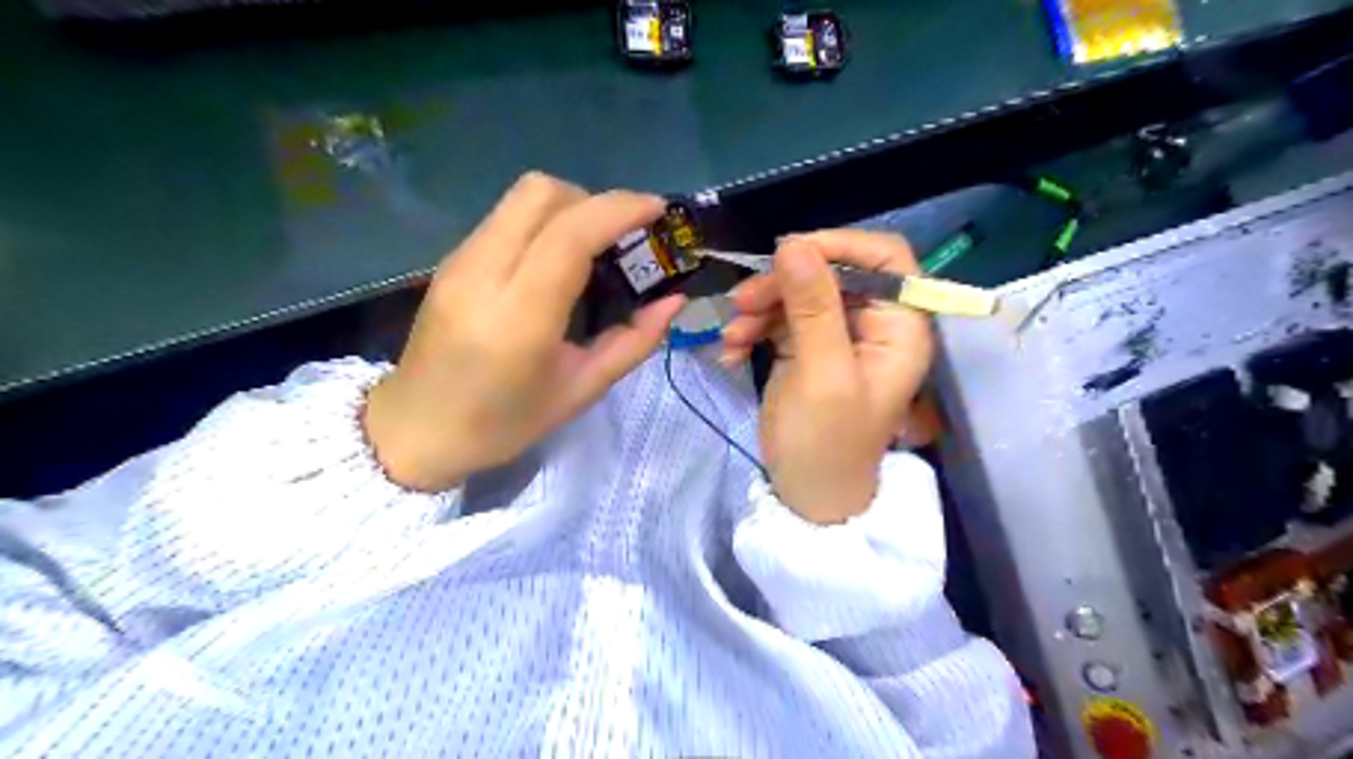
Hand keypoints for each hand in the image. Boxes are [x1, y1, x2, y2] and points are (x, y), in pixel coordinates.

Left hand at [365, 171, 688, 491]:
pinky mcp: (451, 260)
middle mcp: (483, 274)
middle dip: (594, 201)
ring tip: (594, 247)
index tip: (657, 210)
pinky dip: (544, 222)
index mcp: (519, 317)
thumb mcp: (580, 391)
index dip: (619, 209)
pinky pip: (505, 218)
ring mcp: (459, 262)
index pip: (570, 234)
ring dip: (569, 207)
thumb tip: (674, 301)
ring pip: (521, 198)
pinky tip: (557, 261)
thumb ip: (633, 342)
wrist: (416, 431)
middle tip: (622, 237)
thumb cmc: (503, 423)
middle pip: (541, 193)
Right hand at [724, 233, 937, 525]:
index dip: (840, 245)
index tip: (788, 253)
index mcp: (899, 326)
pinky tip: (731, 351)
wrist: (806, 496)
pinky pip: (779, 318)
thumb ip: (812, 307)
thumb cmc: (826, 443)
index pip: (885, 258)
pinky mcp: (807, 347)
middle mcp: (873, 323)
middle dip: (783, 284)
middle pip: (831, 272)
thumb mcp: (821, 374)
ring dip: (760, 308)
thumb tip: (793, 243)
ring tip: (732, 336)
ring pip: (798, 292)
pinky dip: (753, 328)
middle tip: (742, 303)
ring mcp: (837, 334)